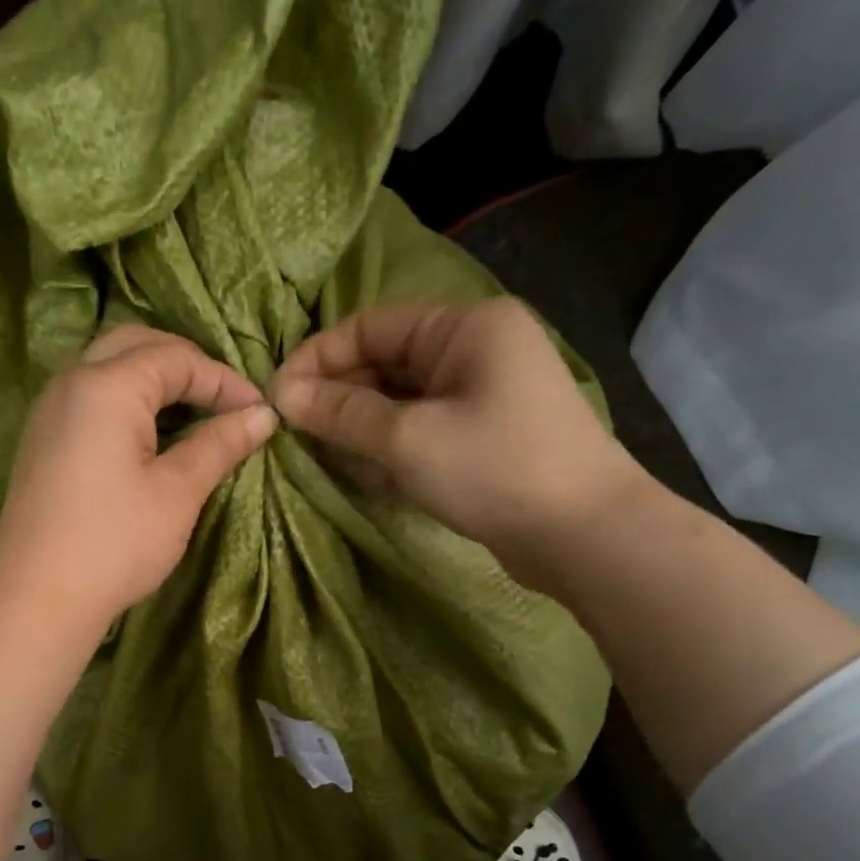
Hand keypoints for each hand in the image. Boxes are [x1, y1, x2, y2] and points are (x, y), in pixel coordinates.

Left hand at [0, 324, 278, 638]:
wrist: (37, 598)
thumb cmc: (115, 543)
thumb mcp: (177, 493)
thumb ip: (219, 444)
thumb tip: (262, 415)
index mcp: (106, 385)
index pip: (176, 358)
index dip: (224, 380)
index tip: (259, 413)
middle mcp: (71, 382)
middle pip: (135, 345)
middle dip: (185, 364)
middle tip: (222, 400)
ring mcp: (48, 410)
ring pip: (106, 367)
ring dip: (151, 378)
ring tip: (191, 412)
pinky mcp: (41, 440)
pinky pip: (88, 397)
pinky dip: (124, 400)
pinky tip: (147, 434)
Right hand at [271, 300, 648, 589]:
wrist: (584, 535)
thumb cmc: (494, 470)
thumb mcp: (407, 439)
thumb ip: (341, 413)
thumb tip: (281, 394)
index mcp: (465, 326)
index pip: (369, 326)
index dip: (317, 358)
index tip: (276, 397)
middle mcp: (475, 348)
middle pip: (384, 359)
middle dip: (337, 393)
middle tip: (293, 432)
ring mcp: (483, 392)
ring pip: (399, 396)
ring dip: (358, 422)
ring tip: (319, 452)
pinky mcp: (483, 433)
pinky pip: (420, 424)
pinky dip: (387, 442)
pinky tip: (361, 469)